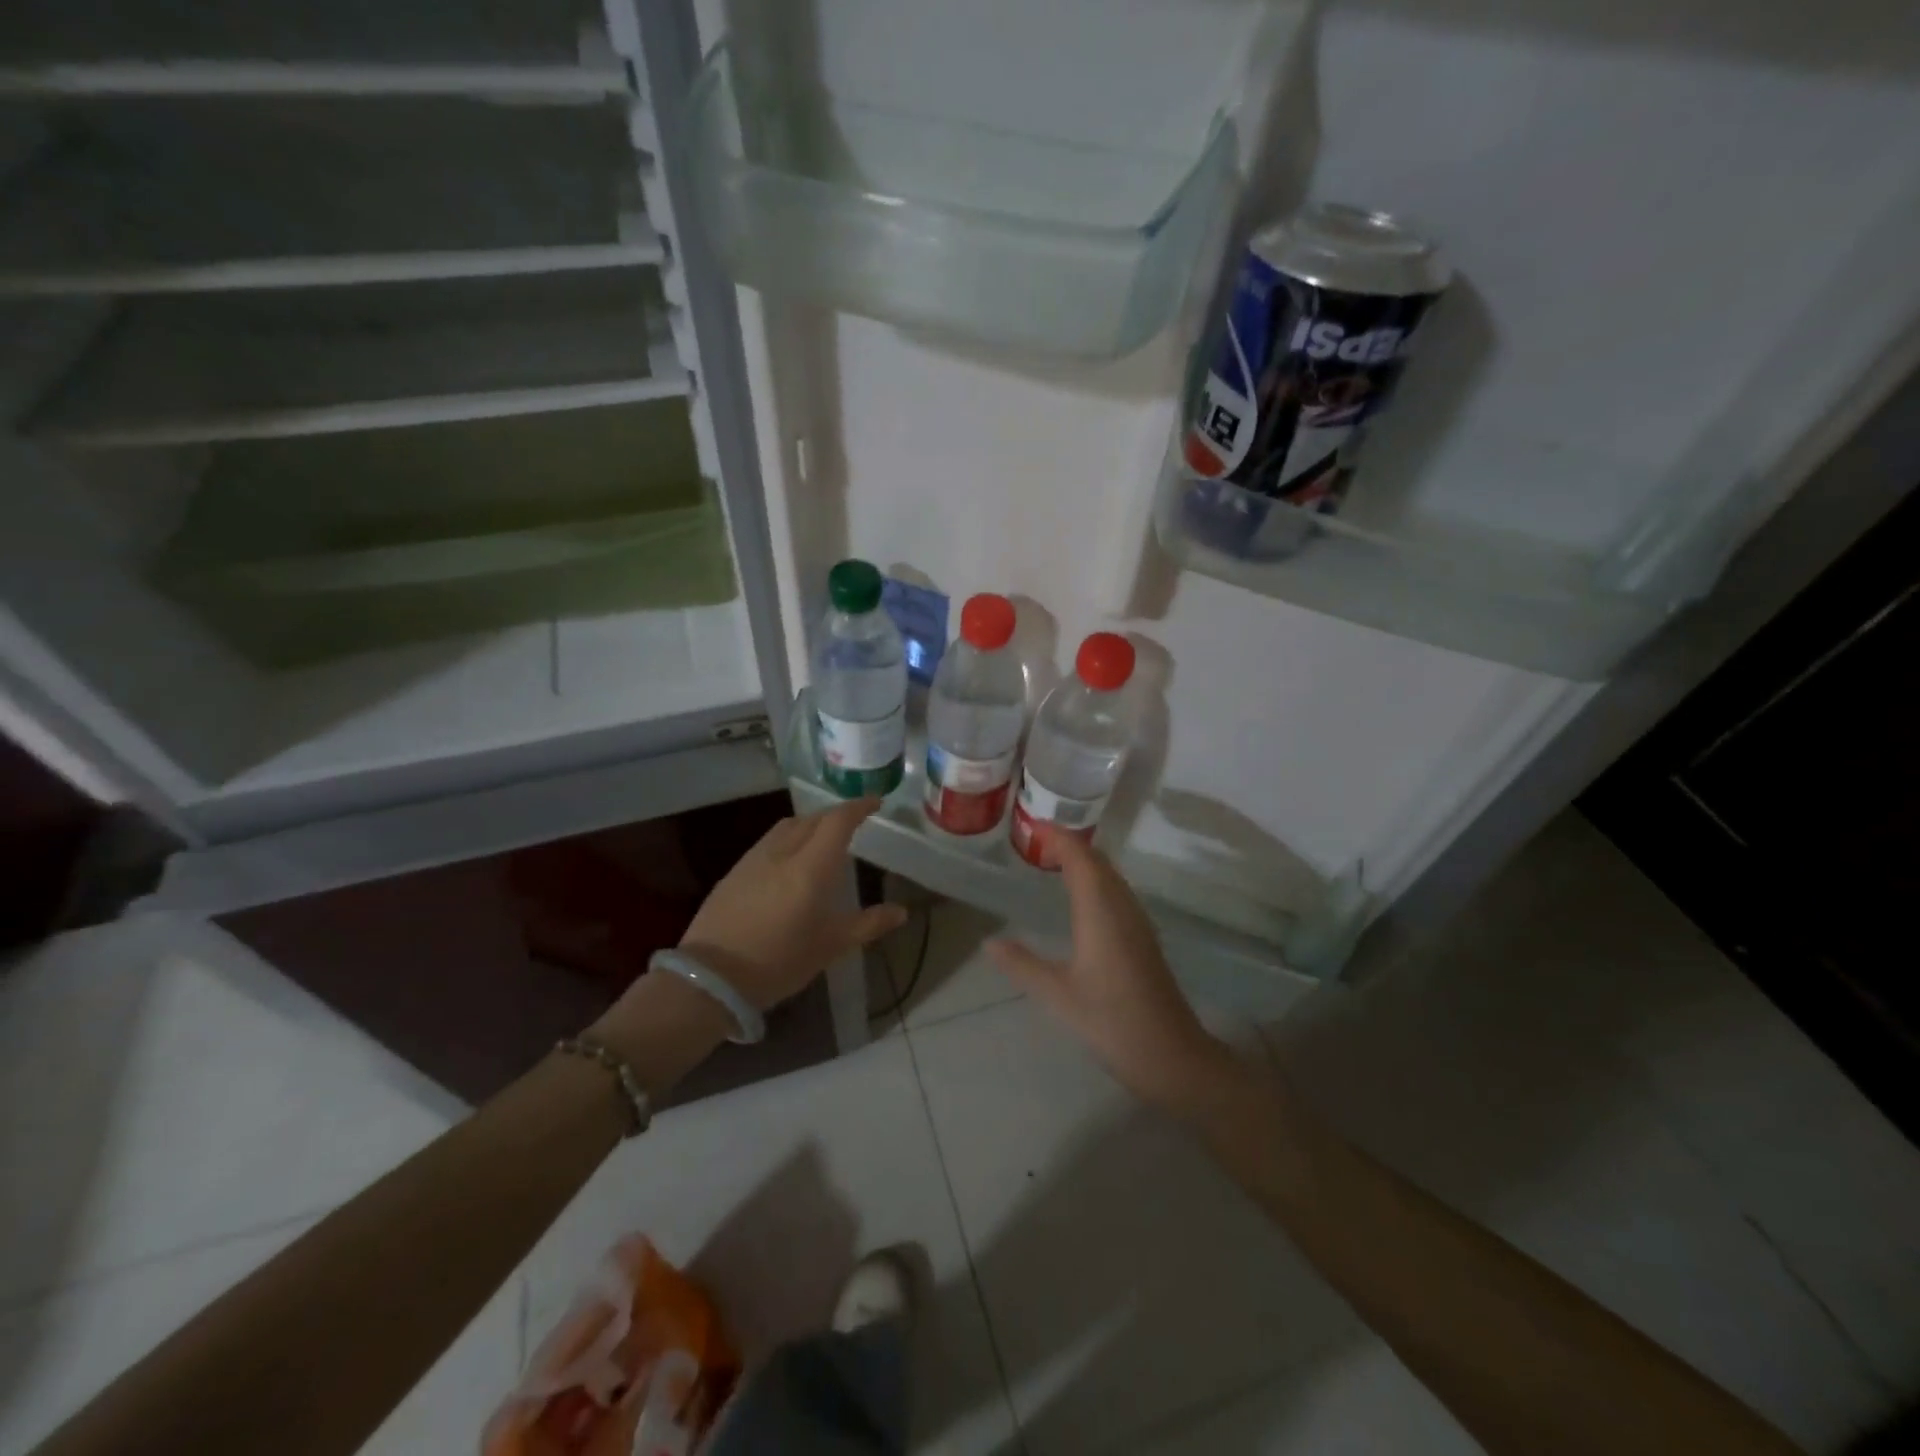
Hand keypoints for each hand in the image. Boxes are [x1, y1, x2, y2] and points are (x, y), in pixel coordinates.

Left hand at [676, 796, 906, 1010]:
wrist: (711, 978)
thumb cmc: (780, 961)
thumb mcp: (831, 946)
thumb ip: (868, 924)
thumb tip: (901, 912)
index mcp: (811, 866)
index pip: (838, 821)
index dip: (858, 807)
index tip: (875, 803)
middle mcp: (782, 852)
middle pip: (813, 818)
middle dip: (836, 815)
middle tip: (854, 823)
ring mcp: (754, 859)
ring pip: (787, 826)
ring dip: (810, 824)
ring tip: (823, 839)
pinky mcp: (734, 872)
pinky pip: (769, 842)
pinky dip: (788, 839)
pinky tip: (790, 861)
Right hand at [988, 832, 1233, 1108]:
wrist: (1171, 1055)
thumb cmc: (1110, 1021)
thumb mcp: (1057, 994)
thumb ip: (1022, 964)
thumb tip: (988, 942)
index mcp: (1100, 911)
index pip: (1081, 858)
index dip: (1059, 838)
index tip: (1033, 828)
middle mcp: (1122, 907)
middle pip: (1098, 862)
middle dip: (1070, 845)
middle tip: (1037, 844)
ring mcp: (1138, 922)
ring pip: (1111, 877)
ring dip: (1085, 863)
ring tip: (1053, 864)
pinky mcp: (1144, 938)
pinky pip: (1118, 893)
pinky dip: (1096, 881)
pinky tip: (1081, 901)